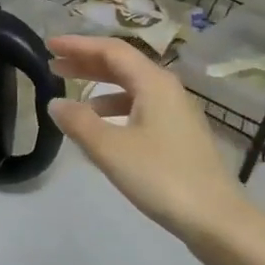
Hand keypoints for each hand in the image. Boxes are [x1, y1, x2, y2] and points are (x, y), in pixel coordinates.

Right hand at [46, 35, 250, 261]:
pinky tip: (101, 128)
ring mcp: (176, 113)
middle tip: (53, 65)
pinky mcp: (179, 136)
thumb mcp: (111, 149)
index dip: (78, 45)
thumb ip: (79, 122)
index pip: (111, 50)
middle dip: (86, 62)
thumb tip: (55, 103)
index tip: (48, 45)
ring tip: (71, 97)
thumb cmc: (162, 177)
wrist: (216, 219)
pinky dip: (115, 109)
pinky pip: (140, 108)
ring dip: (100, 87)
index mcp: (154, 83)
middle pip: (122, 65)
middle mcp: (167, 90)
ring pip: (132, 88)